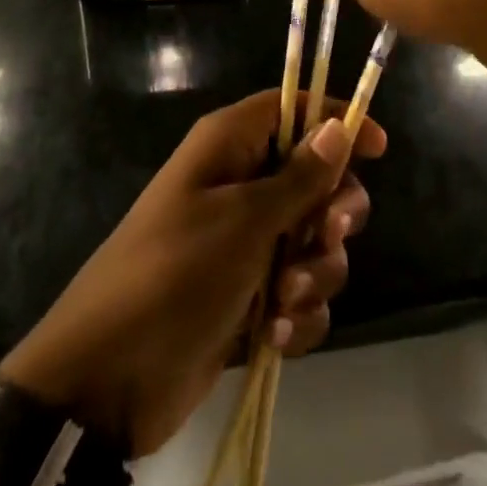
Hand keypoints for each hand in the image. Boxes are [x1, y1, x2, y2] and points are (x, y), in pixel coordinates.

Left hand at [0, 91, 385, 456]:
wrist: (108, 378)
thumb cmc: (175, 273)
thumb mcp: (242, 220)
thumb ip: (298, 177)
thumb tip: (338, 126)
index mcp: (231, 146)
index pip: (293, 108)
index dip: (336, 120)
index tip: (378, 149)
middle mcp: (241, 184)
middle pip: (316, 177)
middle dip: (332, 213)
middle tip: (328, 236)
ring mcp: (247, 243)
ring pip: (314, 241)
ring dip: (315, 273)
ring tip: (285, 300)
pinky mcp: (250, 297)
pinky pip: (299, 292)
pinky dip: (299, 315)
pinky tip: (277, 337)